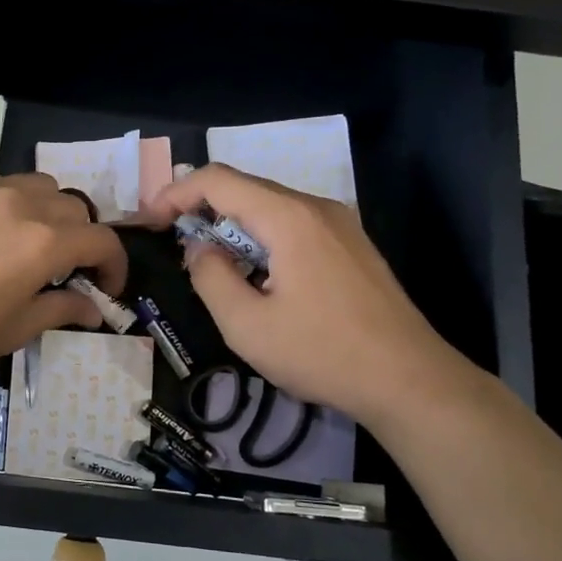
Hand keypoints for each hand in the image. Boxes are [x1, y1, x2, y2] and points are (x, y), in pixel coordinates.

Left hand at [0, 173, 127, 381]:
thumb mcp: (15, 329)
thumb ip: (61, 309)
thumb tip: (93, 308)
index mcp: (45, 242)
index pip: (103, 240)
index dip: (114, 265)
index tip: (105, 287)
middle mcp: (21, 202)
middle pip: (73, 207)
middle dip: (80, 237)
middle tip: (64, 267)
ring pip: (35, 185)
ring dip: (45, 210)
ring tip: (26, 239)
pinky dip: (3, 202)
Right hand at [143, 165, 468, 425]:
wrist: (410, 381)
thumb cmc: (322, 353)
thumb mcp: (247, 325)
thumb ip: (211, 277)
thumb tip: (199, 249)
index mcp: (288, 217)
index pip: (218, 180)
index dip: (175, 193)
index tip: (151, 223)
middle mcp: (315, 207)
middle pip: (245, 189)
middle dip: (201, 210)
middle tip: (173, 244)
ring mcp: (340, 225)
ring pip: (270, 208)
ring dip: (232, 227)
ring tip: (210, 264)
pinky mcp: (352, 246)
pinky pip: (294, 226)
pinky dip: (261, 238)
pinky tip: (256, 275)